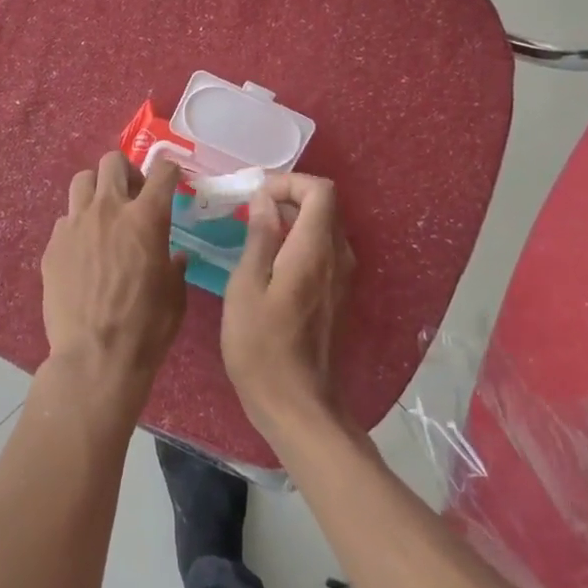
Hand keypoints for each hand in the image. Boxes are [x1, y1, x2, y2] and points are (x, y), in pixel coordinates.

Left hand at [40, 151, 187, 404]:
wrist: (95, 358)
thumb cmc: (146, 328)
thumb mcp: (175, 295)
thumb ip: (174, 265)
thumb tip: (174, 257)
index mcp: (146, 218)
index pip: (161, 170)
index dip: (169, 170)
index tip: (170, 178)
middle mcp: (108, 210)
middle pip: (112, 161)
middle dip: (126, 171)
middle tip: (133, 195)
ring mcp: (75, 224)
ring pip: (82, 181)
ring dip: (97, 189)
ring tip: (103, 214)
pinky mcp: (52, 244)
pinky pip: (65, 219)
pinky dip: (77, 225)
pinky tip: (83, 250)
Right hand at [221, 173, 355, 443]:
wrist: (296, 405)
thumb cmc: (261, 346)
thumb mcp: (246, 287)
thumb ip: (259, 237)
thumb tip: (264, 200)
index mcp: (314, 250)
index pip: (320, 190)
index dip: (289, 182)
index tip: (256, 195)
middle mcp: (337, 256)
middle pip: (324, 205)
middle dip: (288, 196)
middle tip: (249, 209)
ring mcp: (341, 277)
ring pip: (324, 226)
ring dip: (292, 218)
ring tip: (254, 231)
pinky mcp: (336, 293)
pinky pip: (322, 249)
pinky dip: (299, 239)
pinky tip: (269, 259)